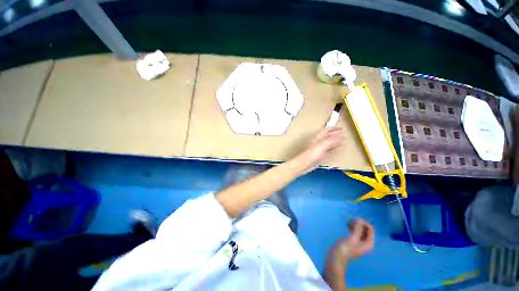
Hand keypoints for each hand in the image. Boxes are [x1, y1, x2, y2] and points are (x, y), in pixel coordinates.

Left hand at [295, 127, 344, 173]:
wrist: (303, 165)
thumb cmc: (310, 155)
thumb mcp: (322, 145)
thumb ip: (331, 140)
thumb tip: (340, 136)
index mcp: (318, 138)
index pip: (327, 130)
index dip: (334, 128)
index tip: (342, 128)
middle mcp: (318, 142)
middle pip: (328, 136)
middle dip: (335, 134)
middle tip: (343, 133)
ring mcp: (318, 149)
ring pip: (328, 142)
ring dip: (335, 141)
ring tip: (342, 141)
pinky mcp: (319, 155)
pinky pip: (328, 150)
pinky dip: (333, 148)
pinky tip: (335, 150)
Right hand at [327, 219, 374, 264]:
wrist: (336, 257)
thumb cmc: (345, 248)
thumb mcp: (352, 238)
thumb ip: (358, 229)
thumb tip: (360, 219)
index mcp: (368, 243)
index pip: (370, 228)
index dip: (363, 222)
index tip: (353, 220)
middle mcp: (366, 242)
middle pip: (365, 229)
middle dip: (359, 223)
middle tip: (350, 221)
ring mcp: (359, 242)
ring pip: (360, 229)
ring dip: (355, 224)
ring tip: (347, 223)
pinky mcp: (353, 241)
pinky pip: (355, 231)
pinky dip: (352, 227)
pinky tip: (346, 225)